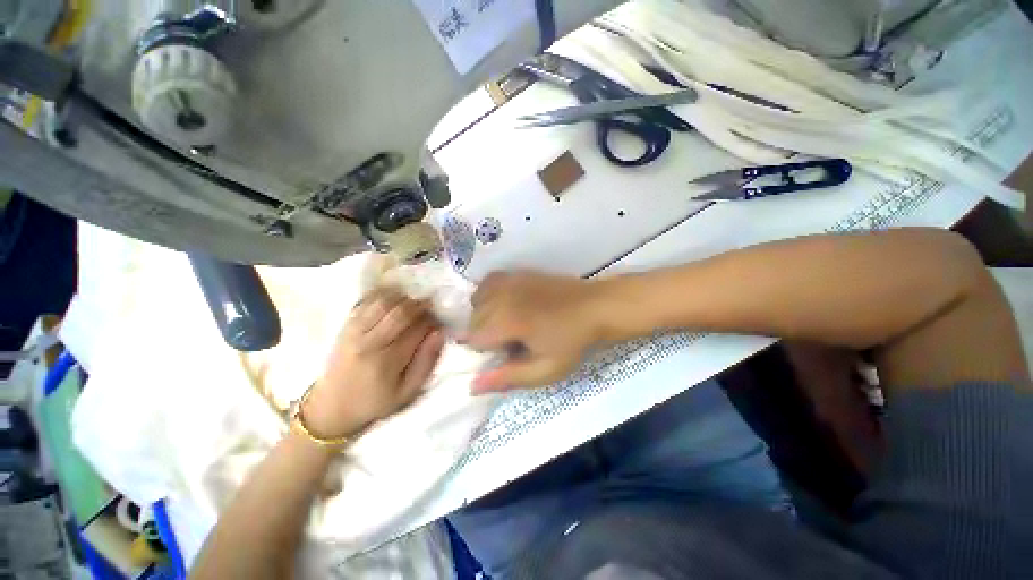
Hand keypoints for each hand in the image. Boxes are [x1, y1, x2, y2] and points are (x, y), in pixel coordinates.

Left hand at [302, 289, 444, 438]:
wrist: (332, 406)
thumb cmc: (375, 401)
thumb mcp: (407, 391)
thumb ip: (426, 362)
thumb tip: (439, 333)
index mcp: (387, 361)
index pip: (418, 329)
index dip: (433, 322)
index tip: (439, 323)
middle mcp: (369, 343)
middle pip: (401, 312)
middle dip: (420, 306)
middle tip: (429, 308)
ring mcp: (354, 332)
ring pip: (383, 303)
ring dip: (403, 299)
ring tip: (412, 304)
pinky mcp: (346, 326)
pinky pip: (366, 302)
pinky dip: (383, 295)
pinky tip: (394, 300)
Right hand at [466, 271, 604, 392]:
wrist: (595, 308)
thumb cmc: (572, 341)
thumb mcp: (545, 369)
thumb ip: (508, 377)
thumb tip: (472, 386)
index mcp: (508, 321)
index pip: (474, 339)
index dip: (488, 352)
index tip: (508, 354)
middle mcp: (502, 297)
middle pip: (474, 319)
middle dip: (485, 334)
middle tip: (511, 341)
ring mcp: (510, 281)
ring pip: (478, 300)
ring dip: (484, 315)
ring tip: (506, 322)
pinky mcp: (518, 273)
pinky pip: (489, 281)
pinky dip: (488, 293)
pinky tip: (503, 302)